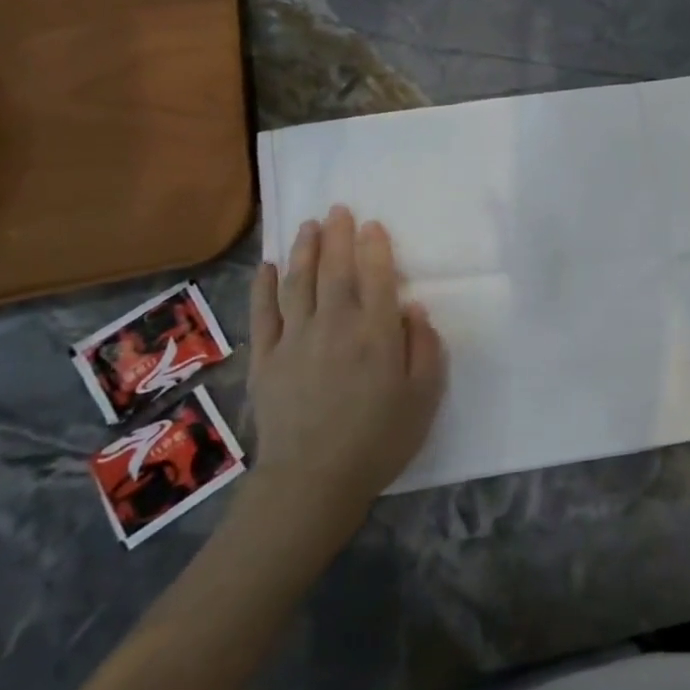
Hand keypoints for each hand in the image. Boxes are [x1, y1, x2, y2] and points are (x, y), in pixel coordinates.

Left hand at [244, 206, 446, 546]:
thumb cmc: (380, 439)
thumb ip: (425, 348)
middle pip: (334, 270)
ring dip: (304, 250)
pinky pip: (264, 313)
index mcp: (377, 334)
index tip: (373, 224)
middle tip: (338, 208)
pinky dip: (265, 286)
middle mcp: (335, 326)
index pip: (376, 277)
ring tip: (308, 225)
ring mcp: (295, 339)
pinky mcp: (266, 358)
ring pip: (298, 282)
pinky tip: (270, 265)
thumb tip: (412, 309)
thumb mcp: (424, 396)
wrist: (314, 480)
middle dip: (337, 236)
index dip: (375, 247)